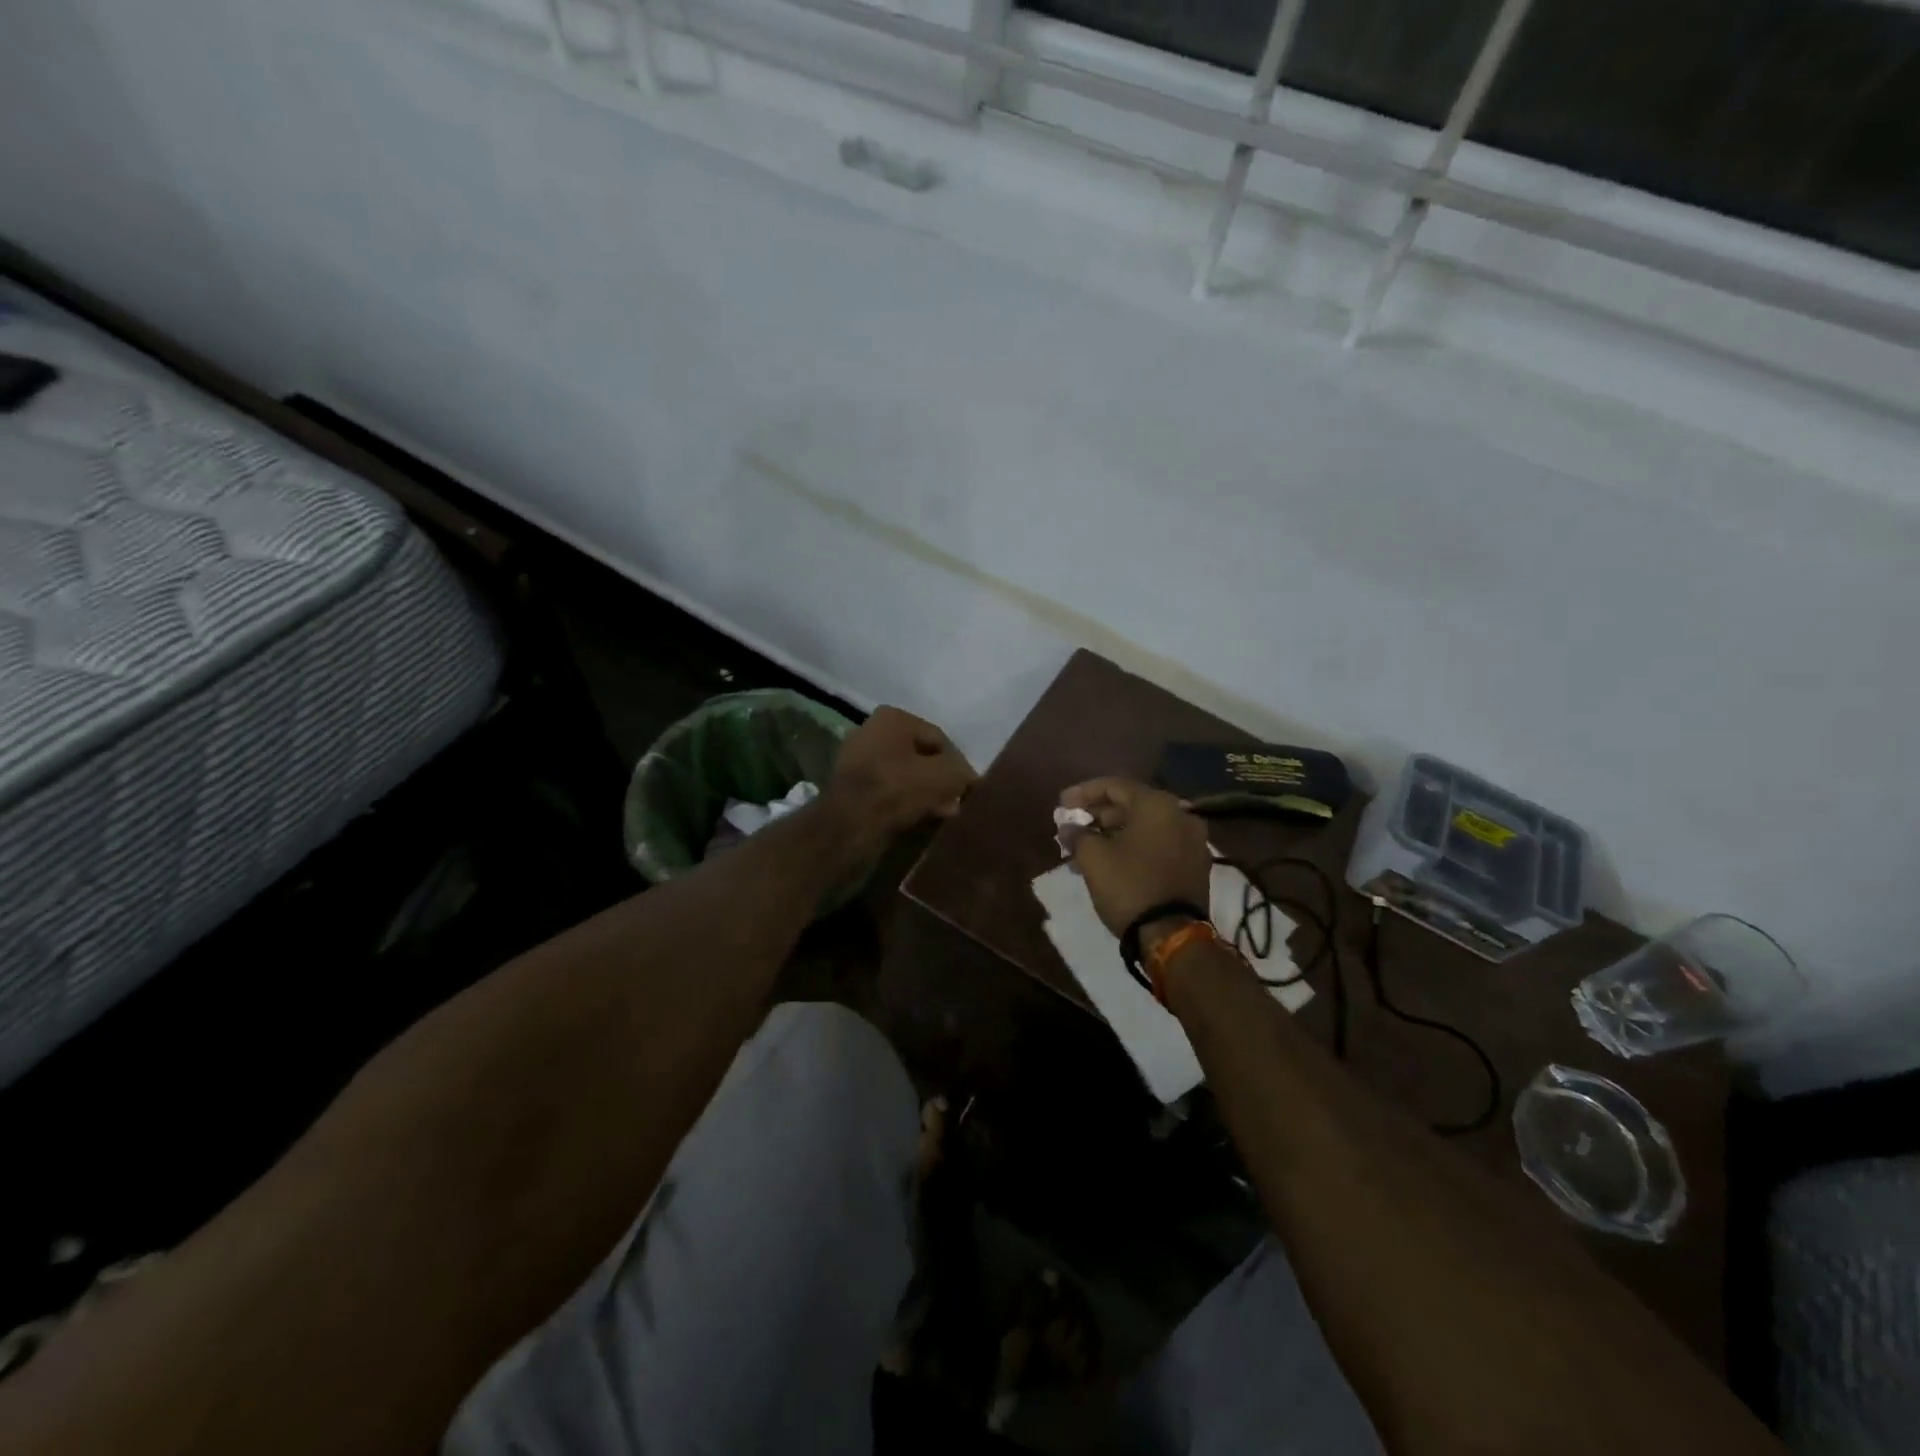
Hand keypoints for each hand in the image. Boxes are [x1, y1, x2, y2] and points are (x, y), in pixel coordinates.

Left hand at [825, 706, 976, 854]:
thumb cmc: (897, 789)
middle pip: (921, 756)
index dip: (959, 764)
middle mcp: (871, 730)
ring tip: (943, 812)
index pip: (939, 738)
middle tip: (956, 802)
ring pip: (905, 774)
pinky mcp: (850, 785)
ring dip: (926, 792)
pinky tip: (920, 816)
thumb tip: (969, 779)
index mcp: (892, 717)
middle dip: (941, 779)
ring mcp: (857, 758)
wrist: (849, 824)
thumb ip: (961, 773)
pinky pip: (888, 789)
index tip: (970, 788)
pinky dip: (905, 800)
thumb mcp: (943, 777)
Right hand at [1060, 778, 1210, 940]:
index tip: (1062, 805)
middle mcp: (1181, 815)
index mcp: (1158, 804)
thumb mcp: (1093, 858)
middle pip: (1132, 805)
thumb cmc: (1129, 886)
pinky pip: (1158, 845)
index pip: (1114, 786)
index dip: (1083, 793)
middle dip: (1098, 816)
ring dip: (1114, 834)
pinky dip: (1134, 847)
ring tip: (1086, 850)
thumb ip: (1077, 835)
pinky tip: (1111, 862)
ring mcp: (1193, 841)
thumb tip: (1069, 828)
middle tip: (1074, 828)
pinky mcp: (1195, 866)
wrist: (1172, 936)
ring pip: (1145, 828)